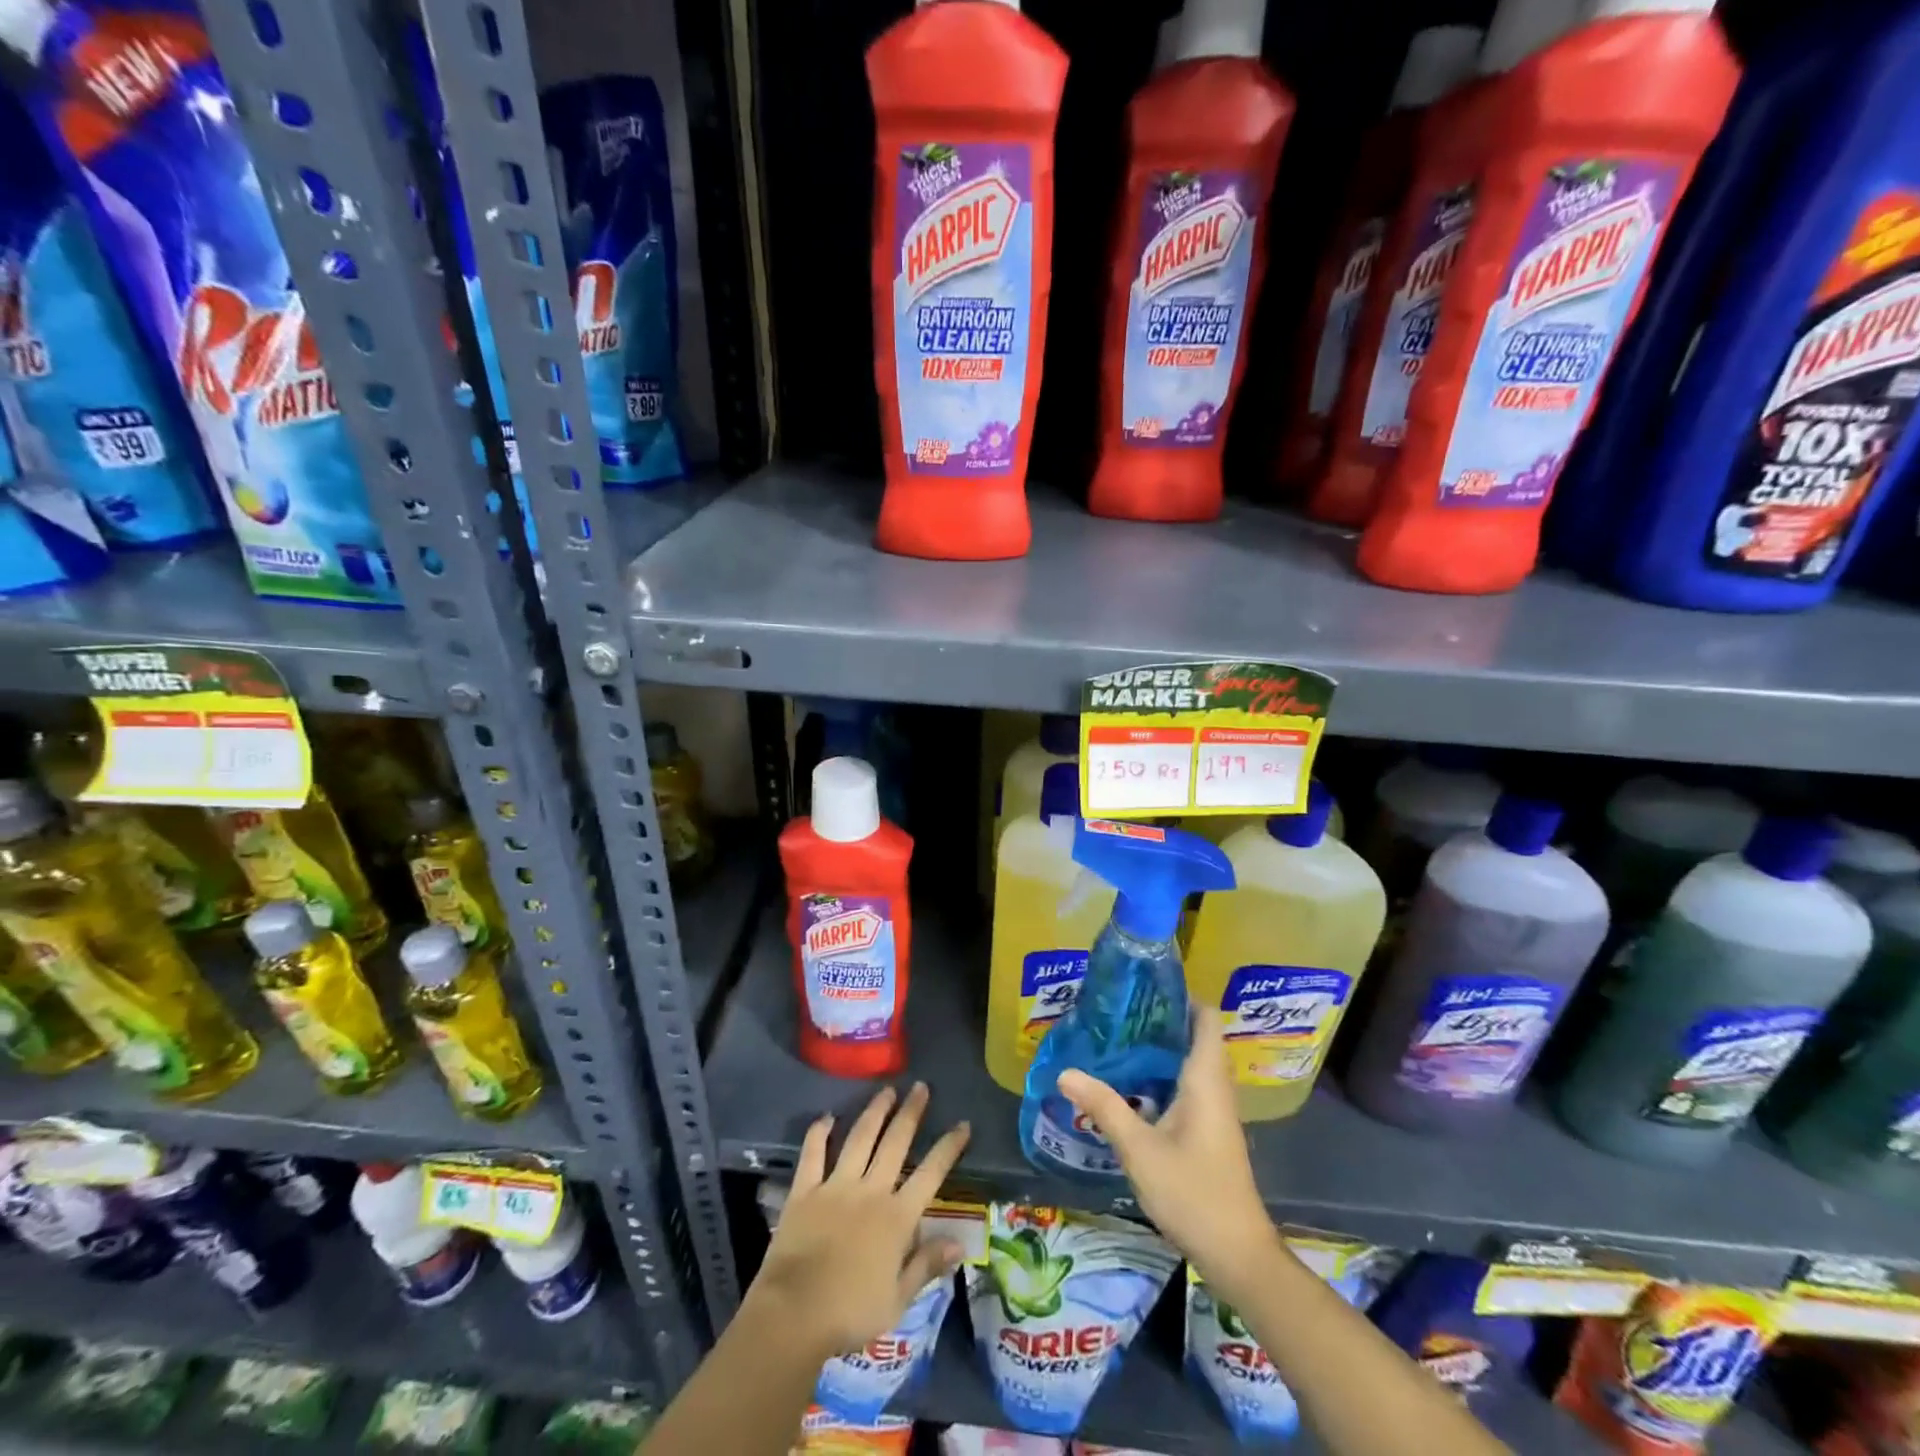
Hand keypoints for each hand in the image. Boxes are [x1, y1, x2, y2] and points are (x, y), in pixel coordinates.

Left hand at [748, 1082, 970, 1358]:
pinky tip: (827, 1117)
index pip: (931, 1173)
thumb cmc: (850, 1314)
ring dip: (875, 1112)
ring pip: (860, 1138)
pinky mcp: (805, 1191)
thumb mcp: (898, 1300)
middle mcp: (870, 1191)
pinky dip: (819, 1133)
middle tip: (920, 1087)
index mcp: (897, 1217)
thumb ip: (926, 1265)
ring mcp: (836, 1186)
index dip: (948, 1147)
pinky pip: (813, 1154)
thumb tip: (960, 1244)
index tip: (962, 1124)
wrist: (794, 1314)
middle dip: (911, 1113)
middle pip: (895, 1143)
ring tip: (886, 1090)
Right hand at [1057, 1006, 1279, 1289]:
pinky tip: (1132, 1083)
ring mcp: (1215, 1111)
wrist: (1237, 1254)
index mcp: (1206, 1080)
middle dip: (1161, 1019)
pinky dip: (1163, 1075)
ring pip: (1191, 1063)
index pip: (1206, 1018)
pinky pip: (1188, 1086)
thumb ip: (1104, 1106)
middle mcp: (1216, 1087)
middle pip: (1196, 1036)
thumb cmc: (1193, 1192)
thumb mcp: (1139, 1149)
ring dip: (1161, 1048)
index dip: (1182, 995)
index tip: (1145, 984)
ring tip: (1118, 1037)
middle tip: (1119, 1009)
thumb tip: (1064, 1071)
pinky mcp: (1209, 1131)